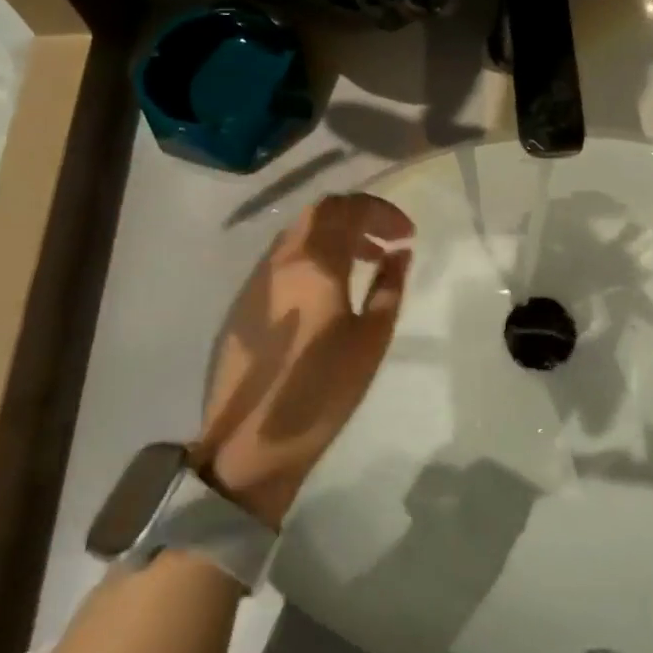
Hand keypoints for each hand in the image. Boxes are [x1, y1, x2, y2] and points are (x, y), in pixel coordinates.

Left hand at [196, 194, 414, 527]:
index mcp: (315, 264)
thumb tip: (400, 253)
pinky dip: (312, 255)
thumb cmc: (321, 391)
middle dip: (358, 216)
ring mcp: (258, 279)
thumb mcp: (371, 339)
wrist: (248, 442)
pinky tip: (326, 289)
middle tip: (386, 240)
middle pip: (320, 212)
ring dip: (334, 235)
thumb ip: (389, 287)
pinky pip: (283, 258)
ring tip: (363, 263)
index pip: (349, 209)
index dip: (382, 212)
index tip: (407, 234)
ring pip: (299, 233)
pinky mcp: (244, 302)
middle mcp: (282, 260)